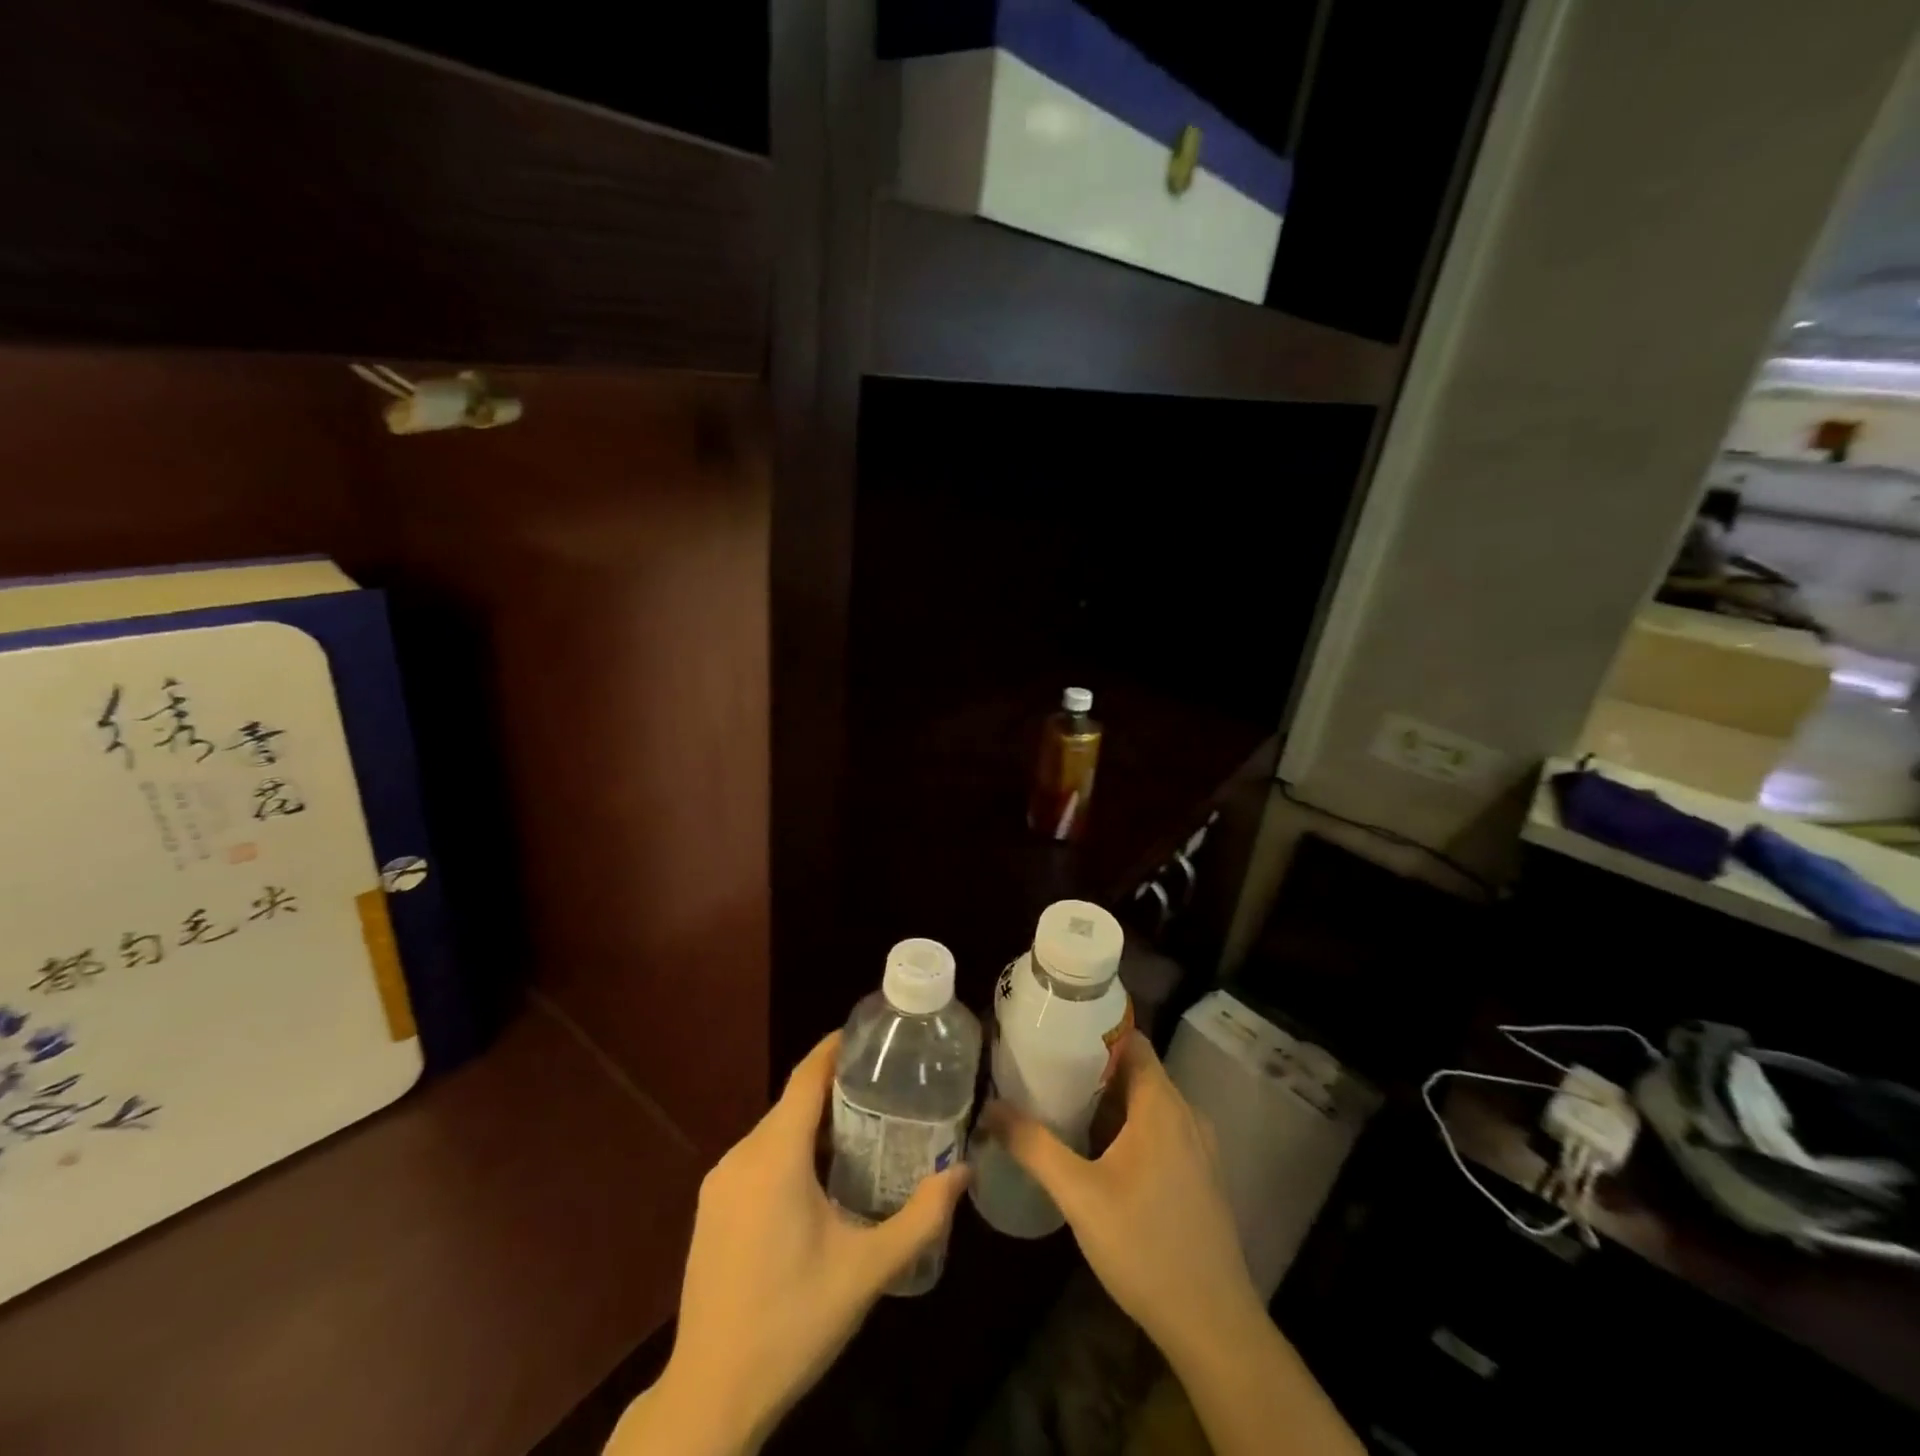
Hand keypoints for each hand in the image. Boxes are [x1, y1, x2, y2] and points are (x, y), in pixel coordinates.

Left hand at [611, 1033, 968, 1455]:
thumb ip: (920, 1217)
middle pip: (793, 1102)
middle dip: (837, 1089)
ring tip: (865, 1129)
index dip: (836, 1048)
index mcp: (774, 1158)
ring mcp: (719, 1183)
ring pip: (775, 1130)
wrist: (710, 1396)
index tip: (874, 1035)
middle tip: (888, 1089)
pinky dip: (791, 1150)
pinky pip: (758, 1157)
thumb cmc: (792, 1323)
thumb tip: (963, 1171)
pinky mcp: (712, 1208)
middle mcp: (741, 1157)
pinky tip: (821, 1178)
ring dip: (815, 1123)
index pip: (806, 1077)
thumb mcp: (867, 1271)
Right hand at [977, 1031, 1263, 1363]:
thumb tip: (989, 1109)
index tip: (1055, 1031)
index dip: (1095, 1029)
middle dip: (1092, 1068)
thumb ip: (1033, 1146)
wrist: (1213, 1326)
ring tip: (1061, 1104)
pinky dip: (1128, 1127)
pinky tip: (1096, 1150)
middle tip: (1045, 1069)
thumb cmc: (1144, 1247)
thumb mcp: (1078, 1195)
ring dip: (1109, 1101)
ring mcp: (1198, 1147)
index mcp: (1162, 1104)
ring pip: (1147, 1104)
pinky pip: (1160, 1131)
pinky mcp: (1200, 1176)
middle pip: (1136, 1071)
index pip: (1131, 1040)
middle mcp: (1186, 1114)